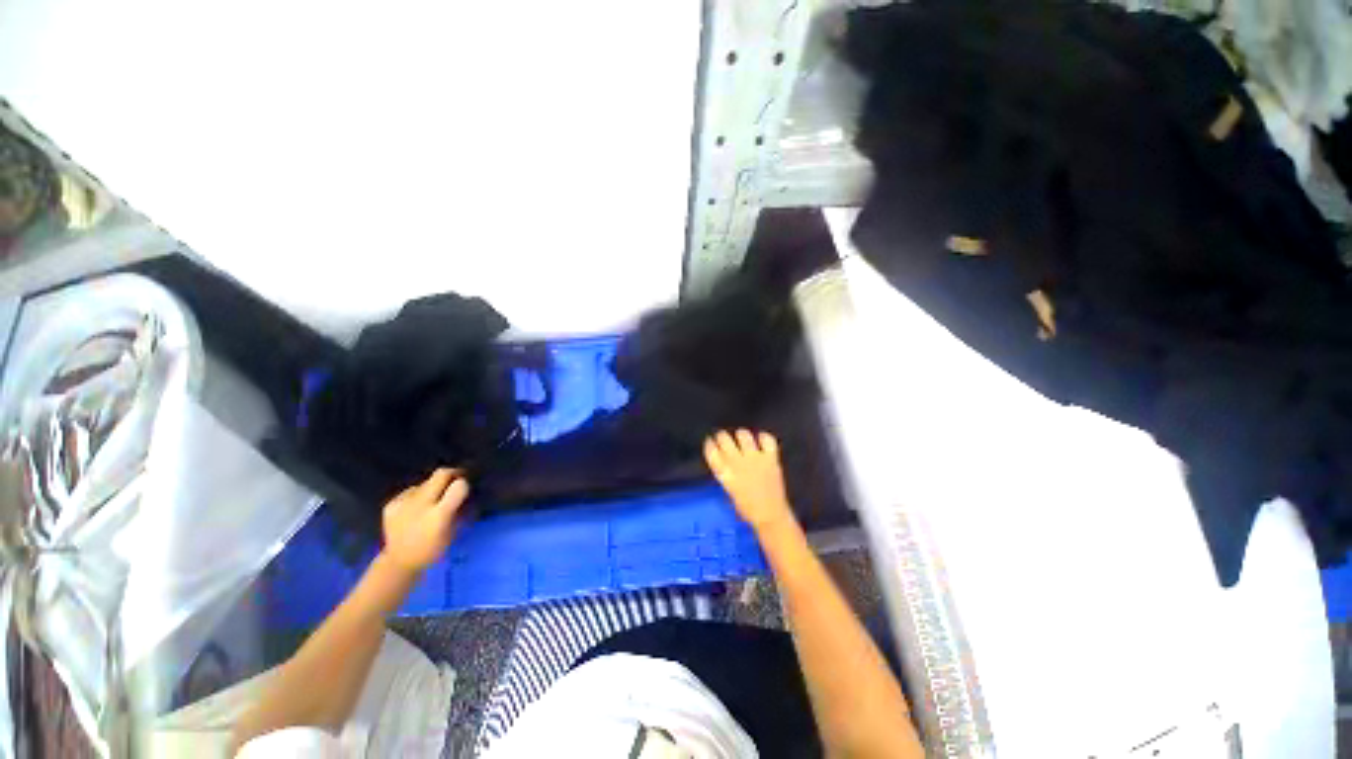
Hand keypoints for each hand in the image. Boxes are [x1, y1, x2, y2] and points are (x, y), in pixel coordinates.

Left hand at [382, 468, 469, 572]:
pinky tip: (415, 508)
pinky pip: (411, 491)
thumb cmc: (433, 548)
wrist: (399, 561)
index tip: (466, 485)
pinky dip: (417, 496)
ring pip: (425, 482)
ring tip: (432, 501)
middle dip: (451, 474)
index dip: (464, 483)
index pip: (459, 486)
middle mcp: (421, 505)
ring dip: (432, 488)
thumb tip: (467, 491)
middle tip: (455, 480)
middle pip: (441, 474)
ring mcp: (403, 503)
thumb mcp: (453, 531)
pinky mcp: (391, 504)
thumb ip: (460, 509)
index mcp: (439, 515)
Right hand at [704, 429, 795, 533]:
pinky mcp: (770, 458)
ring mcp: (755, 458)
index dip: (710, 444)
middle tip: (726, 440)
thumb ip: (725, 472)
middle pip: (724, 438)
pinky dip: (764, 437)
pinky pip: (767, 439)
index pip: (711, 451)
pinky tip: (761, 441)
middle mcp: (737, 462)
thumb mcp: (729, 489)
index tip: (711, 442)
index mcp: (724, 473)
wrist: (770, 516)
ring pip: (743, 434)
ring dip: (741, 436)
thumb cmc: (747, 508)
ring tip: (743, 440)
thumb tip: (724, 458)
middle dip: (723, 437)